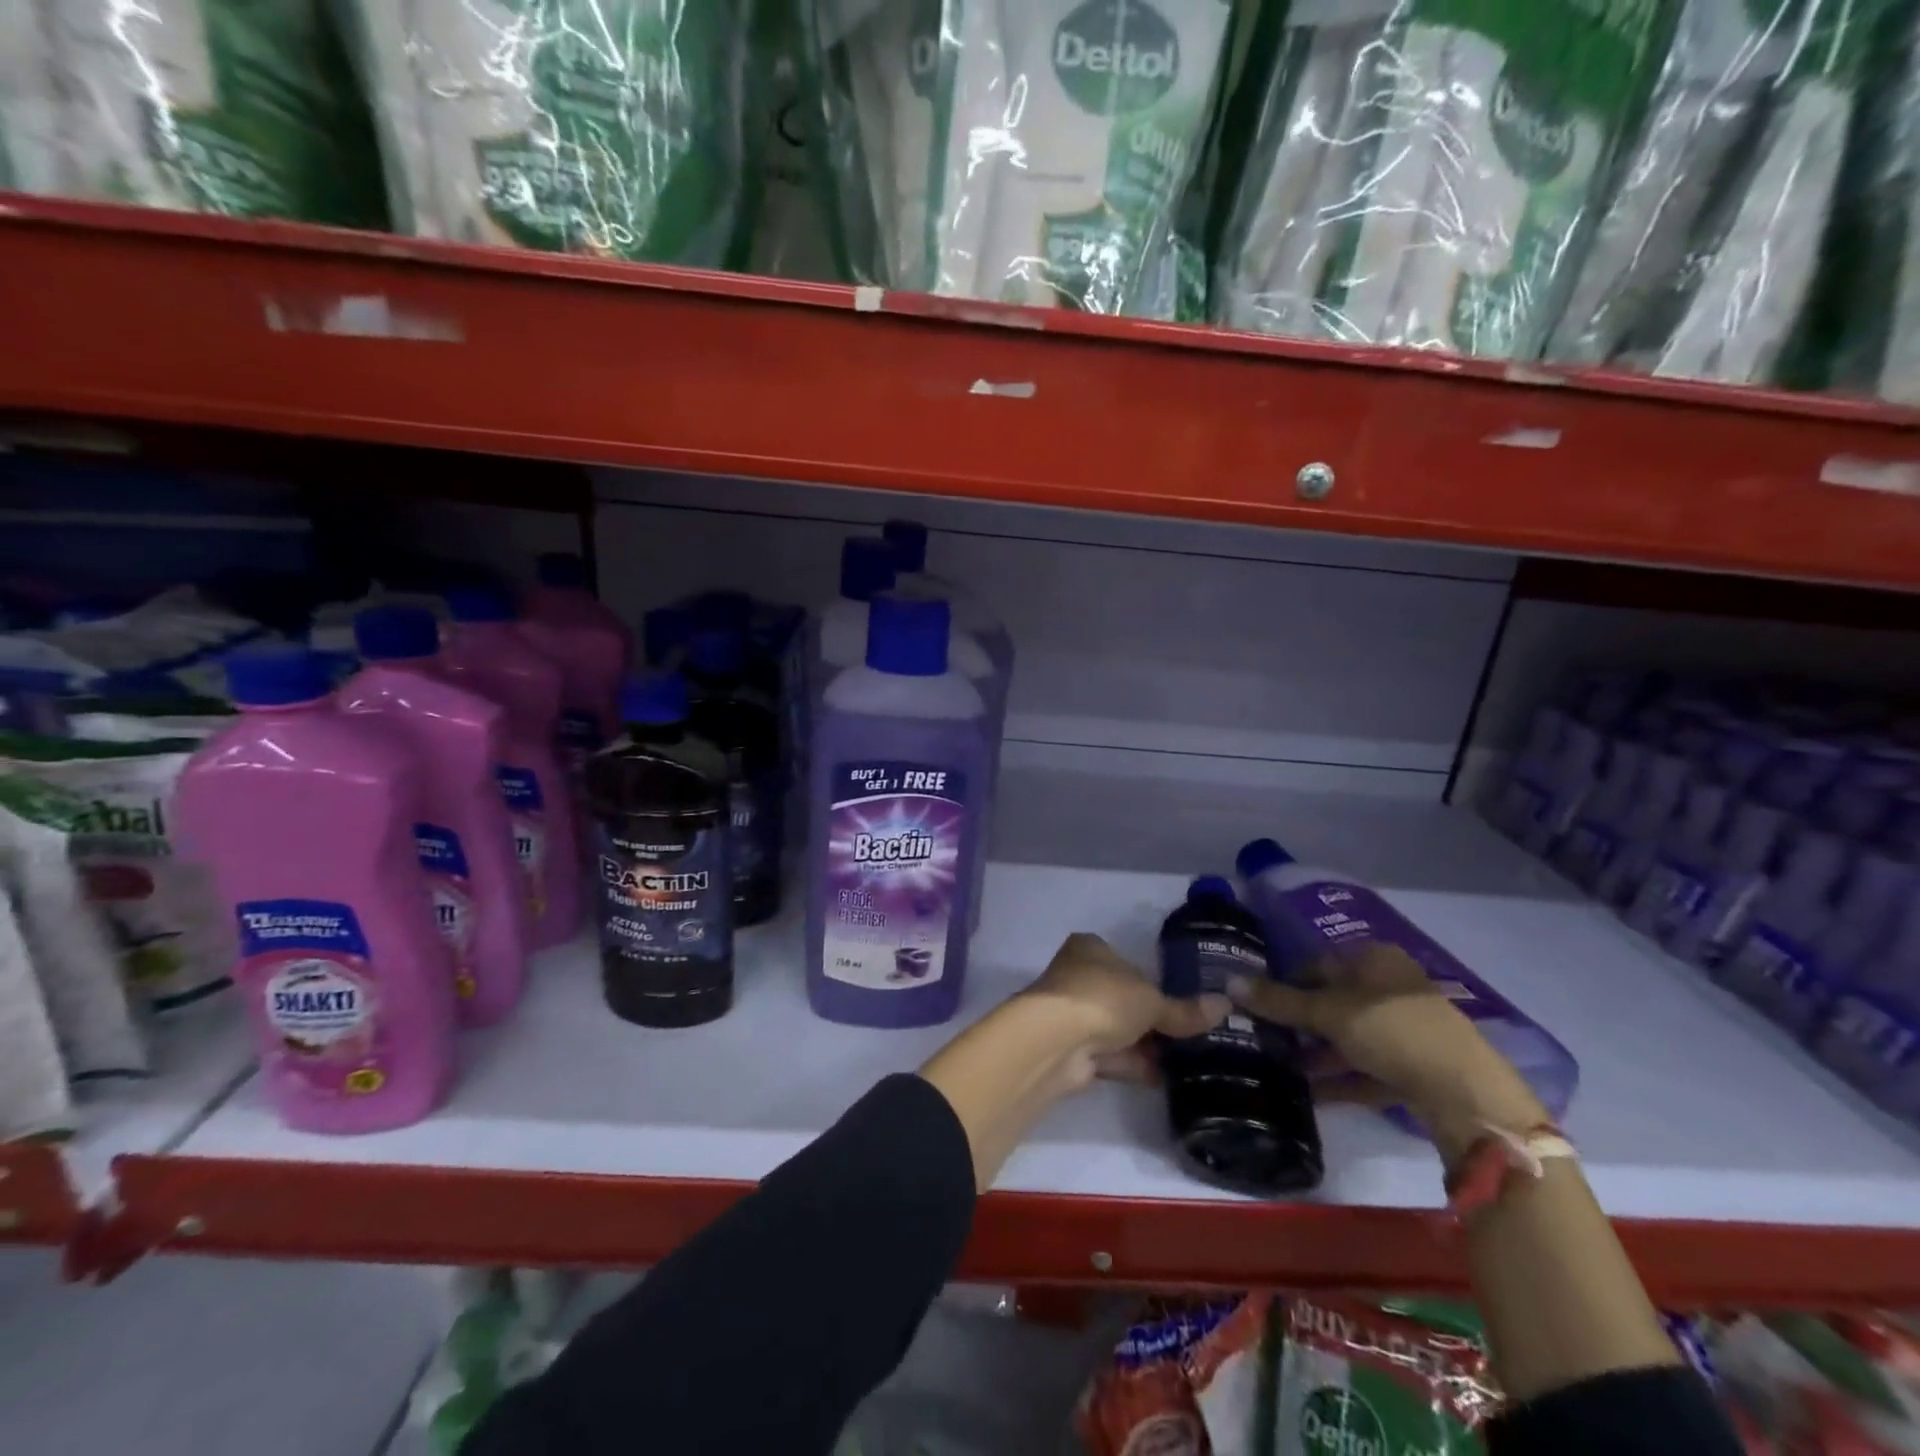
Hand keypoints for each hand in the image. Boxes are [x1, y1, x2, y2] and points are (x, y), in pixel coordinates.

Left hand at [1023, 933, 1228, 1080]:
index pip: (1127, 962)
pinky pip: (1110, 1056)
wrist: (1055, 1041)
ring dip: (1145, 1045)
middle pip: (1123, 998)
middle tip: (1191, 1036)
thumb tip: (1225, 1006)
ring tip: (1187, 1062)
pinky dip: (1133, 1065)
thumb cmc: (1103, 998)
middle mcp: (1077, 976)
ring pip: (1116, 1029)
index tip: (1182, 1002)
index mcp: (1090, 949)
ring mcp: (1071, 1015)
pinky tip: (1165, 1078)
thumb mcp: (1151, 1000)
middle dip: (1151, 1019)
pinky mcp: (1071, 1050)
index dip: (1153, 981)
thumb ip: (1184, 1010)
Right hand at [1225, 944, 1544, 1157]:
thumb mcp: (1328, 1012)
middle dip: (1299, 1023)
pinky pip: (1365, 1067)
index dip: (1285, 983)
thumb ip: (1279, 1000)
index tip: (1257, 1005)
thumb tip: (1228, 981)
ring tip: (1279, 1068)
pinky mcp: (1413, 1065)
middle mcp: (1390, 987)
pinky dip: (1339, 1078)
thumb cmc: (1392, 1030)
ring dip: (1316, 1053)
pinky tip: (1308, 1094)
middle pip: (1332, 1002)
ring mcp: (1405, 1028)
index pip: (1316, 964)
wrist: (1467, 1094)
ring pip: (1348, 1037)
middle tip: (1264, 1038)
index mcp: (1374, 959)